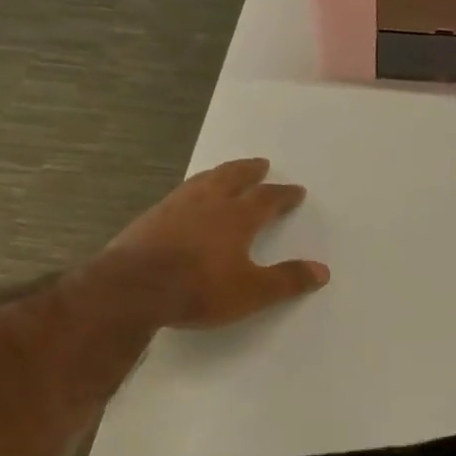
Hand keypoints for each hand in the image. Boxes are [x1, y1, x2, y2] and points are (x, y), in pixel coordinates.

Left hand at [101, 158, 328, 328]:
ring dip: (219, 174)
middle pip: (233, 177)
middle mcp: (208, 203)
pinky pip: (179, 194)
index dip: (283, 195)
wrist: (133, 288)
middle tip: (260, 163)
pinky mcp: (150, 218)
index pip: (267, 199)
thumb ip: (287, 280)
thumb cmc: (199, 289)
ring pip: (203, 181)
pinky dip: (192, 190)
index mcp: (236, 217)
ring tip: (225, 172)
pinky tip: (187, 199)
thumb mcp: (252, 292)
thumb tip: (322, 271)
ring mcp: (175, 207)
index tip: (295, 190)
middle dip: (250, 171)